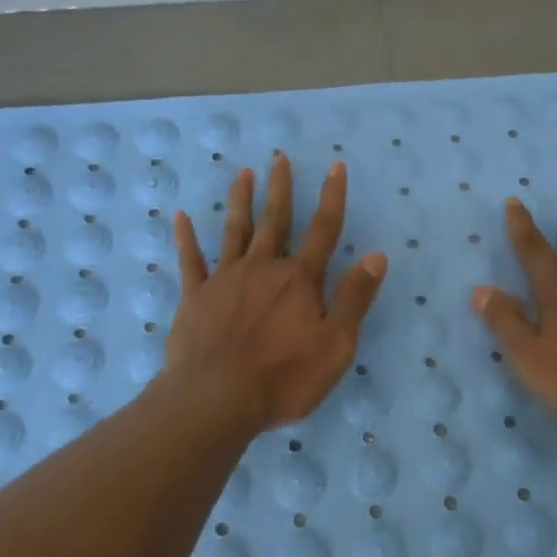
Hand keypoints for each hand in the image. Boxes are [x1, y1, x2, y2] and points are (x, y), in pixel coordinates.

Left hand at [167, 154, 386, 431]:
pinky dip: (185, 238)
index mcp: (300, 280)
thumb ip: (355, 298)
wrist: (216, 398)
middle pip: (275, 221)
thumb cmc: (283, 377)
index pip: (323, 229)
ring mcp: (225, 279)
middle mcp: (263, 269)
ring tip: (242, 174)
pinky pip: (190, 261)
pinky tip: (180, 217)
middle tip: (280, 158)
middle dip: (281, 188)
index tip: (335, 166)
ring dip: (240, 201)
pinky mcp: (195, 297)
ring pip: (235, 231)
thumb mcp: (336, 345)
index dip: (332, 197)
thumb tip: (377, 256)